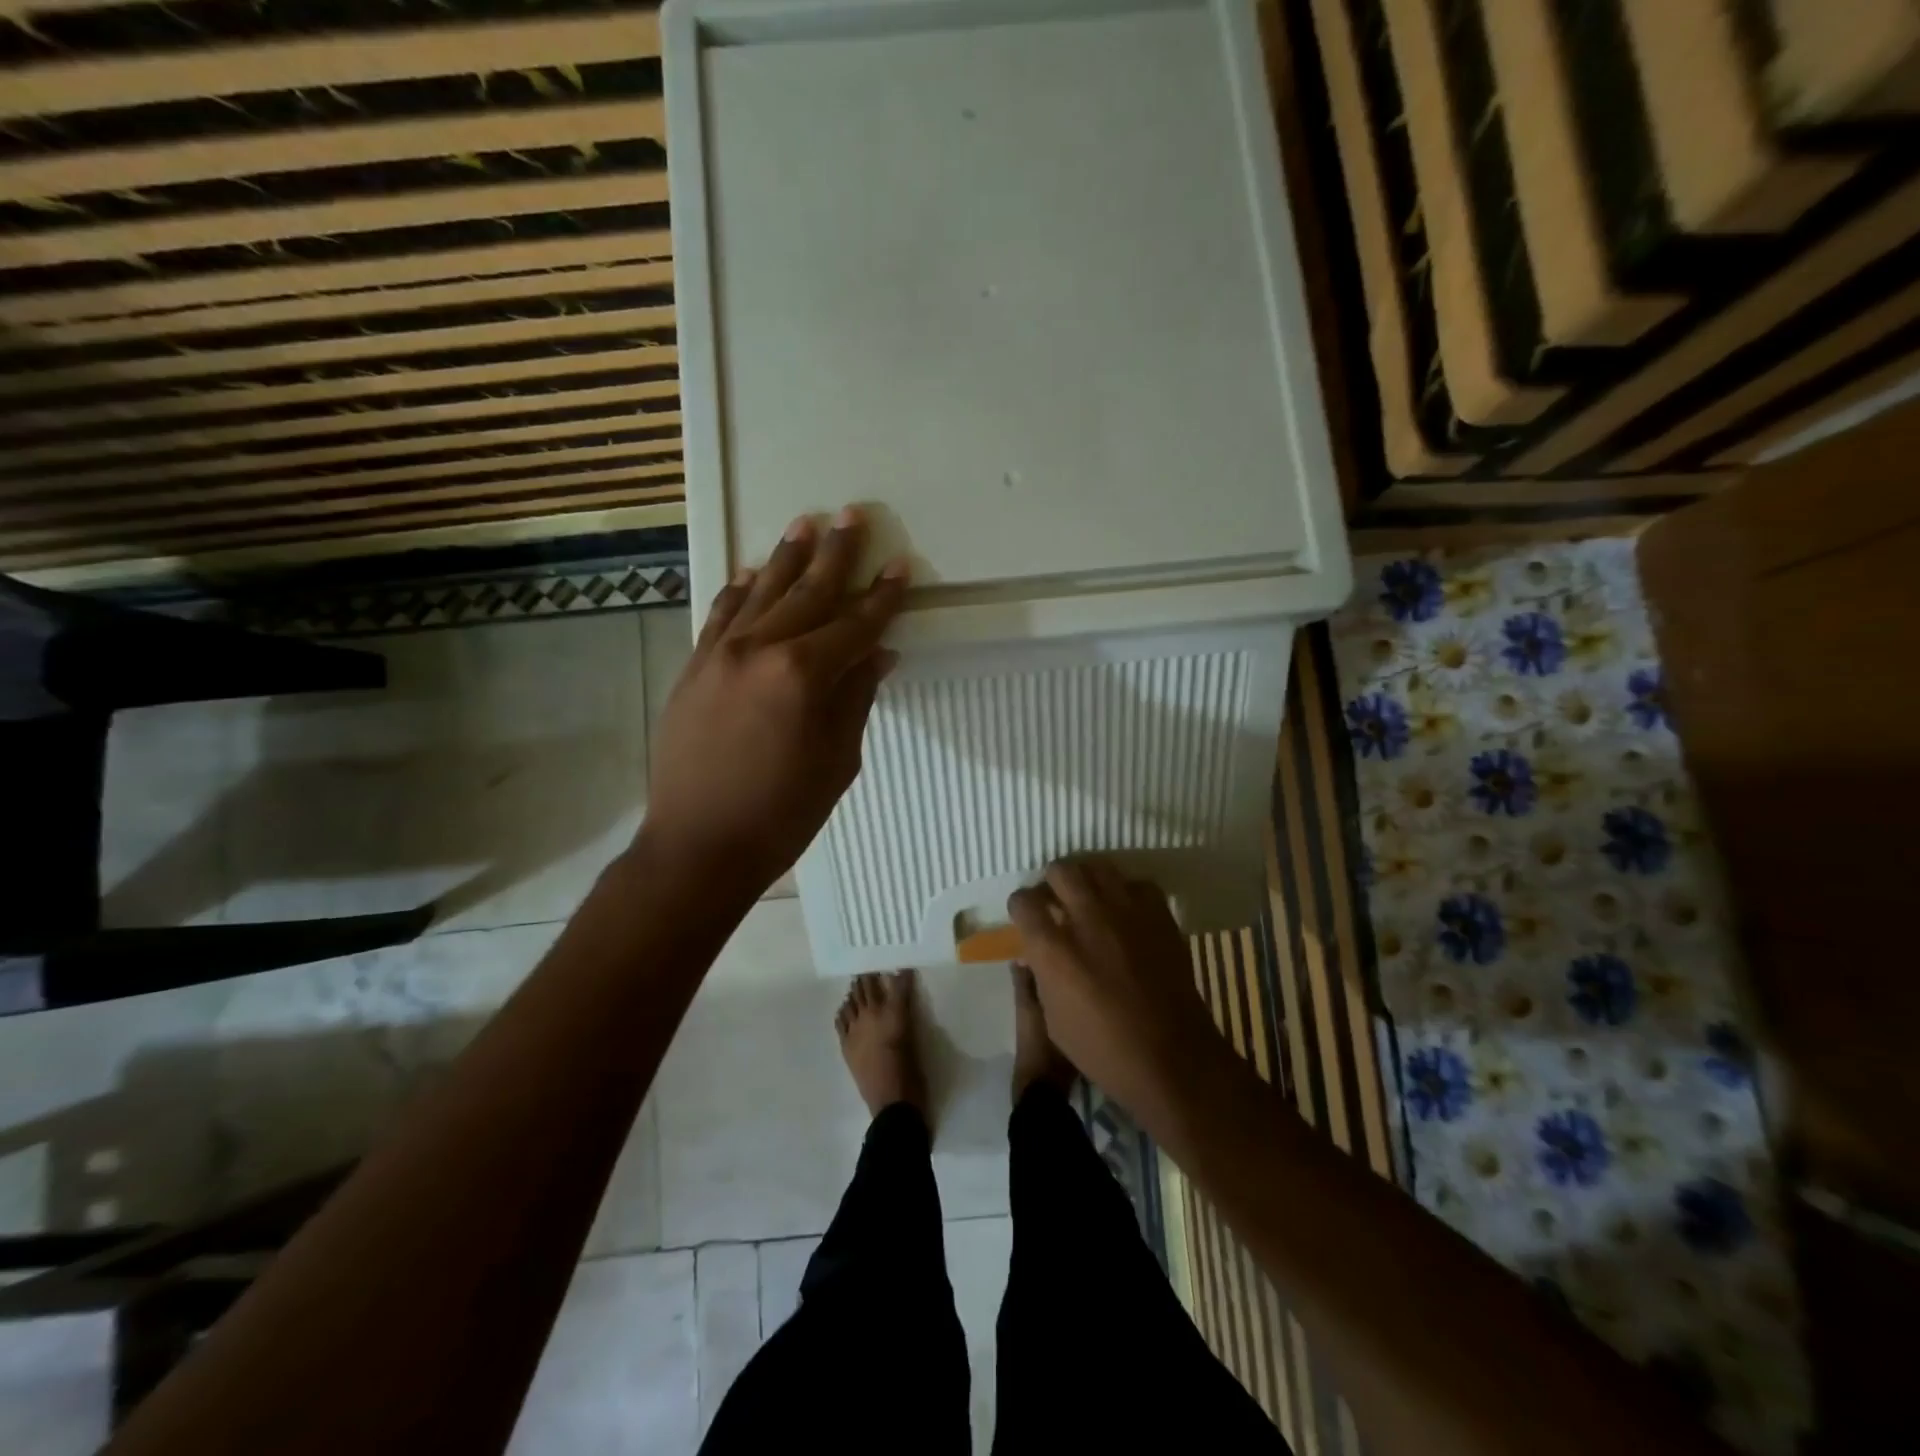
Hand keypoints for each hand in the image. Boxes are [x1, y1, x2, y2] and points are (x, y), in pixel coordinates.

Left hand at [642, 507, 908, 894]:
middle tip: (852, 515)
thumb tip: (877, 655)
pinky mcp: (694, 667)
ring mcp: (719, 654)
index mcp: (803, 675)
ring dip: (786, 559)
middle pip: (807, 593)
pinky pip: (720, 615)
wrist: (697, 846)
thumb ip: (856, 698)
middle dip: (835, 555)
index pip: (854, 625)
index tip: (900, 565)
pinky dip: (740, 590)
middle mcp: (759, 650)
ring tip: (806, 525)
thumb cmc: (781, 814)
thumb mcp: (837, 761)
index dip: (882, 597)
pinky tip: (753, 572)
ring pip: (761, 593)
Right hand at [1008, 858, 1228, 1132]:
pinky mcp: (1159, 915)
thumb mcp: (1053, 1021)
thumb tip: (1033, 953)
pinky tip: (1126, 913)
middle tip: (1057, 902)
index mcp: (1053, 949)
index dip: (1021, 907)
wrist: (1172, 1058)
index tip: (1026, 917)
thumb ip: (1040, 977)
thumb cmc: (1103, 1050)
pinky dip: (1126, 893)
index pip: (1023, 901)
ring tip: (1089, 900)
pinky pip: (1136, 885)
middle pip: (1060, 871)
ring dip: (1087, 880)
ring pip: (1098, 867)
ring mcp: (1126, 912)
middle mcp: (1087, 919)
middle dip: (1052, 883)